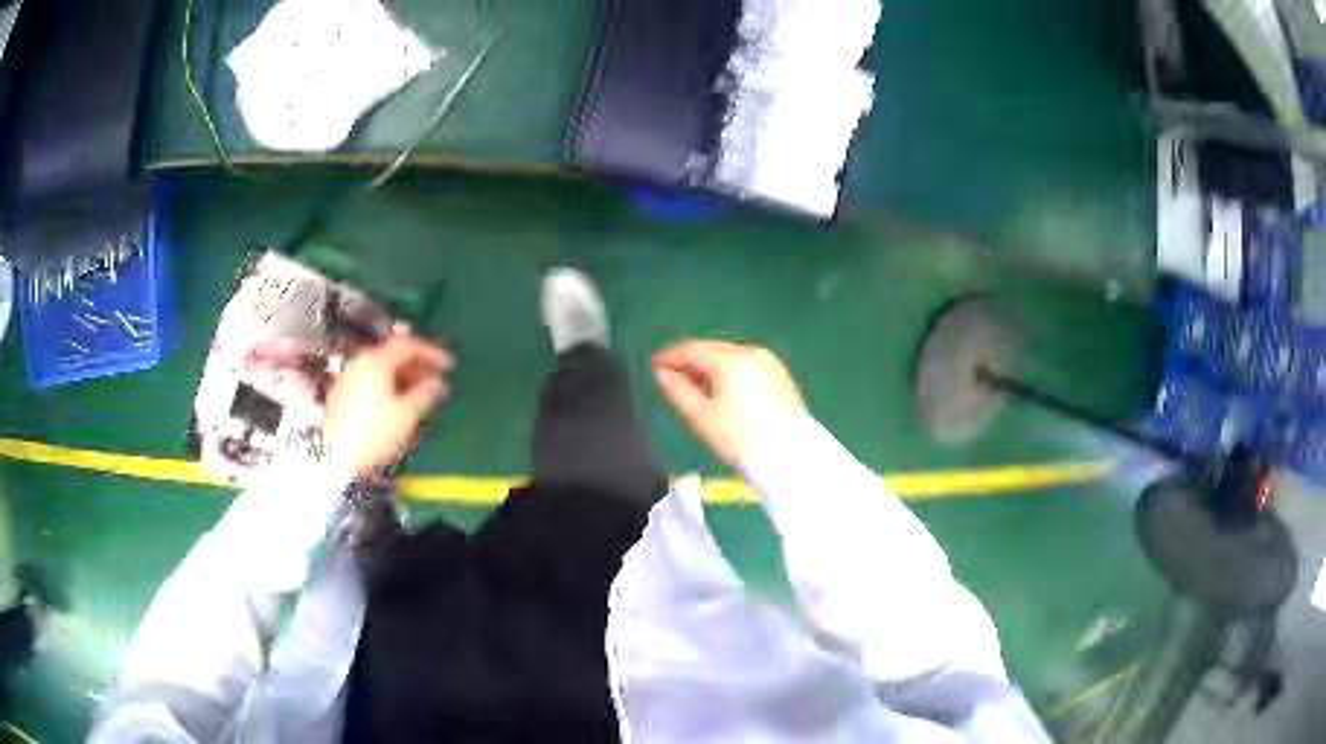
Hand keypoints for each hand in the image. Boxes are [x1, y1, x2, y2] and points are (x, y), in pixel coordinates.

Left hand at [324, 335, 453, 476]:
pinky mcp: (341, 394)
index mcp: (377, 360)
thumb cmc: (374, 433)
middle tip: (436, 379)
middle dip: (417, 366)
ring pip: (381, 368)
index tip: (450, 365)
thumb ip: (425, 394)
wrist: (334, 457)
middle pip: (393, 355)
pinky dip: (387, 385)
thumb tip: (437, 383)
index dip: (432, 352)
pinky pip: (370, 380)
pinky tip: (395, 403)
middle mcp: (360, 361)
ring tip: (418, 394)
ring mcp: (348, 377)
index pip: (409, 345)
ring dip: (402, 376)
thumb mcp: (406, 415)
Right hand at [653, 340, 805, 468]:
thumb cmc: (741, 439)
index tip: (654, 365)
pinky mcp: (781, 378)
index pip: (692, 349)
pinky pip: (747, 368)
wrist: (790, 457)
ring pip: (731, 359)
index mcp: (731, 359)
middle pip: (713, 351)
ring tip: (695, 390)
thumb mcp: (701, 417)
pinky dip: (731, 376)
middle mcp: (752, 353)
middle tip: (672, 378)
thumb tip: (662, 375)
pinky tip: (723, 394)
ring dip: (711, 370)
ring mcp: (770, 364)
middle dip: (691, 363)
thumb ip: (677, 390)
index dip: (670, 356)